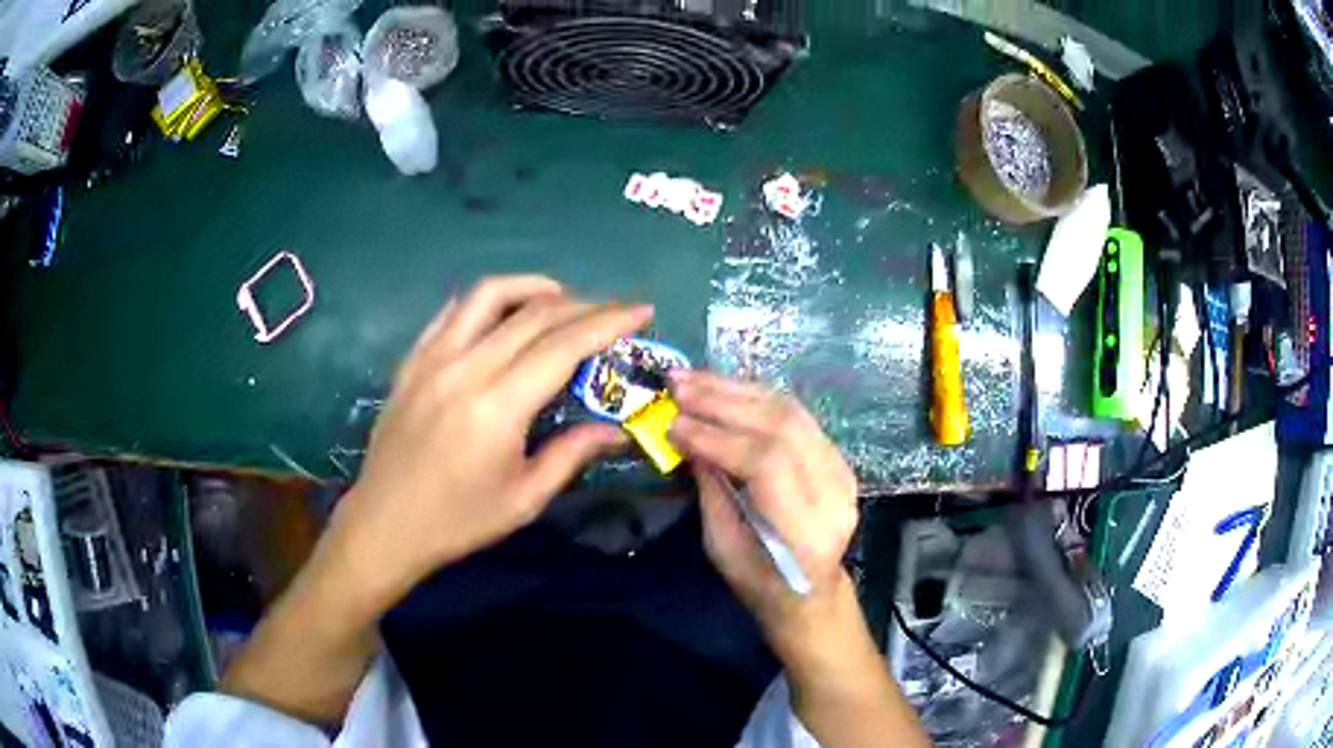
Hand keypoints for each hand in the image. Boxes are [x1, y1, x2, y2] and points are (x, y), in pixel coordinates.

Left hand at [325, 275, 653, 611]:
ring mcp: (432, 358)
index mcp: (498, 406)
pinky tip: (503, 315)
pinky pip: (452, 312)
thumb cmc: (458, 521)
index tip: (642, 310)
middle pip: (534, 314)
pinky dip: (487, 302)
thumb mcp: (524, 499)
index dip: (609, 322)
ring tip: (560, 300)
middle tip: (613, 312)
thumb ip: (573, 454)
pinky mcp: (412, 360)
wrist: (385, 524)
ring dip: (532, 287)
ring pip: (488, 295)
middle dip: (584, 305)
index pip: (564, 345)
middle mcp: (465, 368)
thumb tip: (617, 429)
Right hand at [668, 370, 858, 653]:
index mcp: (805, 529)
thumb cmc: (759, 581)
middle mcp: (834, 491)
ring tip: (693, 378)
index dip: (717, 438)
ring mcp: (842, 468)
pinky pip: (795, 414)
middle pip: (782, 426)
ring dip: (736, 389)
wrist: (810, 589)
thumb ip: (710, 488)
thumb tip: (686, 435)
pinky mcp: (836, 455)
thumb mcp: (722, 545)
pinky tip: (722, 388)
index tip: (673, 423)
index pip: (767, 464)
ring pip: (791, 411)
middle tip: (677, 385)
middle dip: (723, 401)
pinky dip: (754, 396)